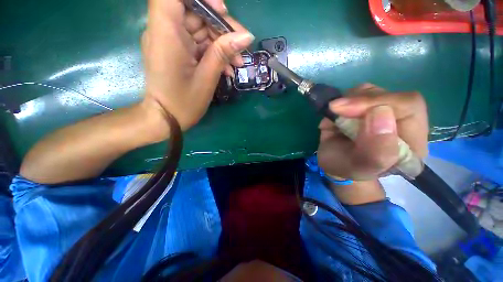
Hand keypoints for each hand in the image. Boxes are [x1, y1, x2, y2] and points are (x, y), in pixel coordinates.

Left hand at [142, 0, 253, 131]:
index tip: (221, 11)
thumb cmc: (183, 102)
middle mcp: (165, 31)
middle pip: (195, 11)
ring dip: (222, 44)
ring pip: (200, 28)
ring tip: (237, 63)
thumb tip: (246, 36)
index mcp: (166, 33)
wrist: (166, 119)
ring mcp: (171, 41)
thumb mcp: (207, 78)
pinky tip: (227, 68)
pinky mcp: (178, 51)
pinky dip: (214, 53)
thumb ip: (223, 53)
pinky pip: (198, 43)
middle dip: (221, 27)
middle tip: (241, 46)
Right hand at [317, 84, 428, 180]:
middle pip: (390, 94)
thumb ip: (376, 149)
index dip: (379, 102)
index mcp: (411, 142)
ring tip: (335, 116)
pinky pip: (355, 93)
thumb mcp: (358, 167)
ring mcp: (382, 111)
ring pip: (370, 91)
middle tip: (335, 108)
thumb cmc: (345, 167)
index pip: (409, 106)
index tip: (346, 110)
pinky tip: (336, 114)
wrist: (333, 162)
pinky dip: (341, 101)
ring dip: (348, 101)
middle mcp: (401, 122)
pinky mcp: (365, 106)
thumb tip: (381, 111)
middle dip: (359, 101)